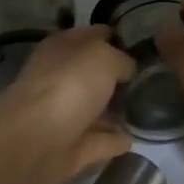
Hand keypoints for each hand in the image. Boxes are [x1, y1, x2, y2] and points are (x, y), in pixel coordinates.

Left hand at [0, 26, 135, 183]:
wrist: (33, 143)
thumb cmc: (68, 86)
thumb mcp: (103, 57)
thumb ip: (121, 59)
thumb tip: (127, 70)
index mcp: (63, 47)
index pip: (94, 35)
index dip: (117, 36)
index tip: (143, 44)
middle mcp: (61, 78)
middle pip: (95, 73)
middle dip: (119, 75)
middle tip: (151, 78)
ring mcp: (64, 114)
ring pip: (96, 107)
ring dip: (117, 110)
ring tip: (147, 108)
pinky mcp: (70, 148)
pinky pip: (98, 140)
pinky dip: (113, 140)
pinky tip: (133, 138)